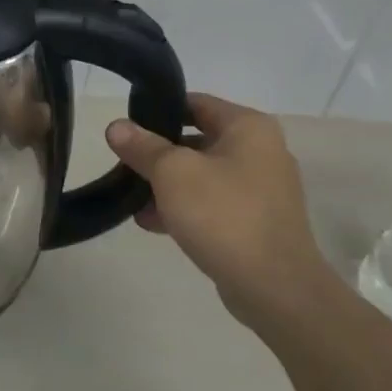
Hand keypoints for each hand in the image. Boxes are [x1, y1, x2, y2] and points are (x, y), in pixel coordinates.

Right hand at [105, 93, 338, 332]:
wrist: (275, 287)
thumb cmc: (224, 215)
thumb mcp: (172, 173)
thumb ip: (142, 146)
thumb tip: (116, 126)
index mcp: (248, 127)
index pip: (195, 103)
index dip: (157, 110)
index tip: (125, 126)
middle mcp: (261, 151)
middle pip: (197, 140)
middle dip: (157, 153)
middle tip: (124, 164)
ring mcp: (262, 189)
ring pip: (202, 175)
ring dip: (166, 185)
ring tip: (132, 199)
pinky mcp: (256, 222)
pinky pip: (212, 204)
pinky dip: (184, 208)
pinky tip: (152, 223)